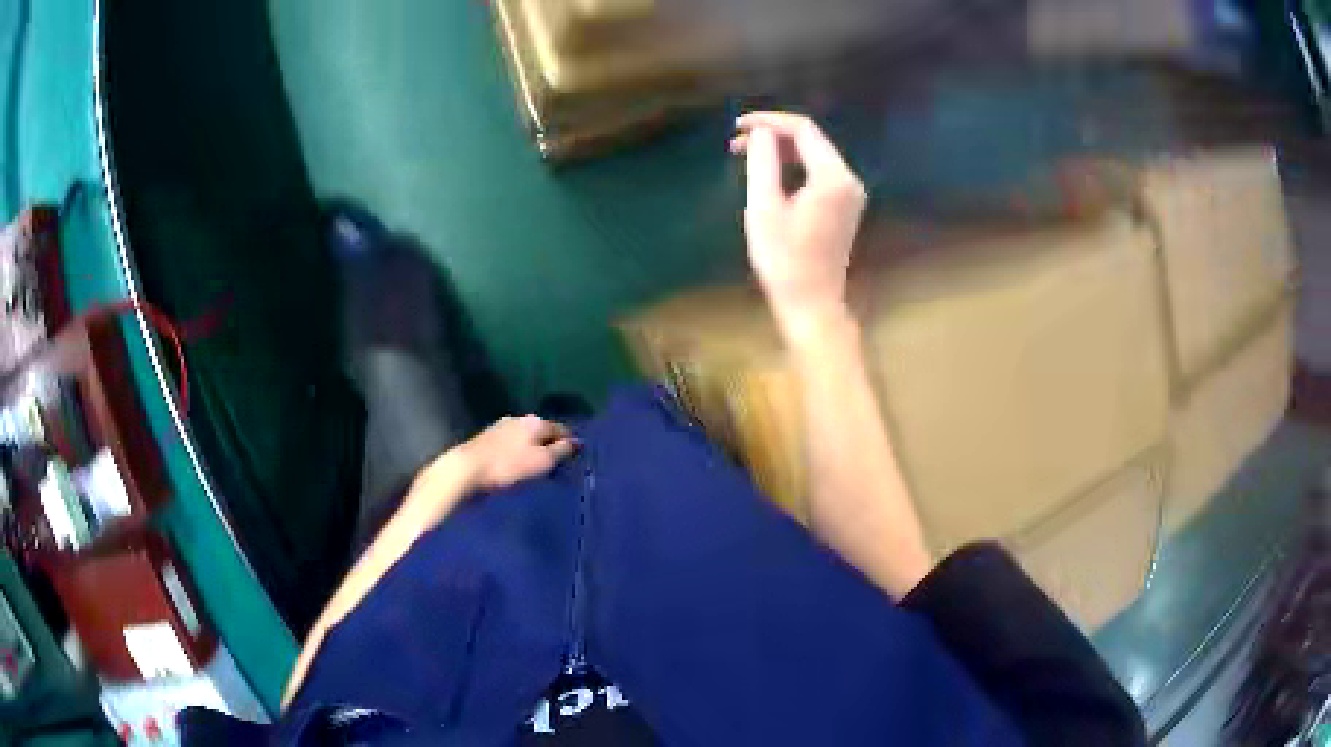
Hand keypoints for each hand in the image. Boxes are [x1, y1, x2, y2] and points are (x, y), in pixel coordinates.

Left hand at [455, 415, 577, 491]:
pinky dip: (518, 453)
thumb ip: (561, 450)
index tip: (575, 459)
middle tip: (556, 466)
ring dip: (532, 450)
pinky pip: (511, 444)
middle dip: (550, 445)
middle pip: (542, 432)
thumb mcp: (541, 462)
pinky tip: (517, 466)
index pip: (561, 429)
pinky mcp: (487, 439)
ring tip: (537, 468)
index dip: (570, 443)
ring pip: (525, 438)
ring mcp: (501, 427)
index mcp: (535, 422)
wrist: (466, 469)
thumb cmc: (508, 466)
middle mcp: (519, 419)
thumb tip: (578, 441)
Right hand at [730, 112, 866, 338]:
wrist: (812, 303)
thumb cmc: (784, 259)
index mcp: (833, 177)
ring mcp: (850, 194)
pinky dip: (793, 167)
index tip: (737, 126)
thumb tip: (762, 133)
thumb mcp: (764, 207)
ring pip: (814, 155)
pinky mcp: (845, 206)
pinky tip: (769, 175)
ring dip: (781, 151)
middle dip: (773, 135)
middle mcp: (848, 179)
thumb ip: (763, 162)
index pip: (803, 129)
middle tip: (735, 144)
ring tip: (745, 156)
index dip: (769, 121)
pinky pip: (818, 173)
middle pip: (811, 140)